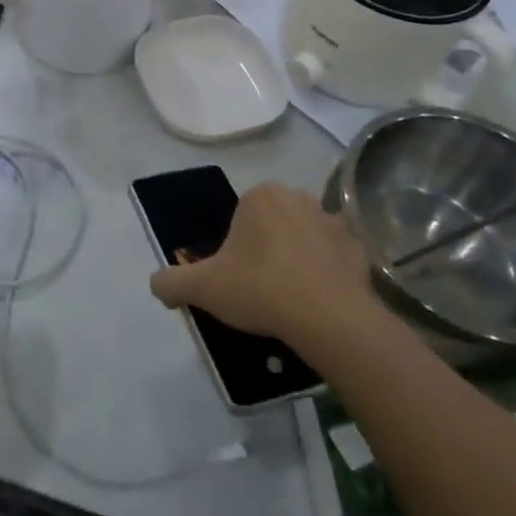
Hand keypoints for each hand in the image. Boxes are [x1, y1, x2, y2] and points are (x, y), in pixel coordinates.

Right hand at [149, 183, 384, 350]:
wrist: (329, 319)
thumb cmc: (260, 289)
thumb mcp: (203, 288)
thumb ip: (171, 282)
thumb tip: (156, 284)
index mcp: (260, 196)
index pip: (242, 217)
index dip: (236, 248)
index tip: (239, 278)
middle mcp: (298, 197)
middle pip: (274, 224)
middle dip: (268, 249)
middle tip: (262, 289)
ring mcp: (333, 222)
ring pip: (306, 238)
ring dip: (299, 259)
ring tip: (293, 300)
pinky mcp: (359, 250)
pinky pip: (336, 259)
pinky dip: (329, 275)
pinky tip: (320, 303)